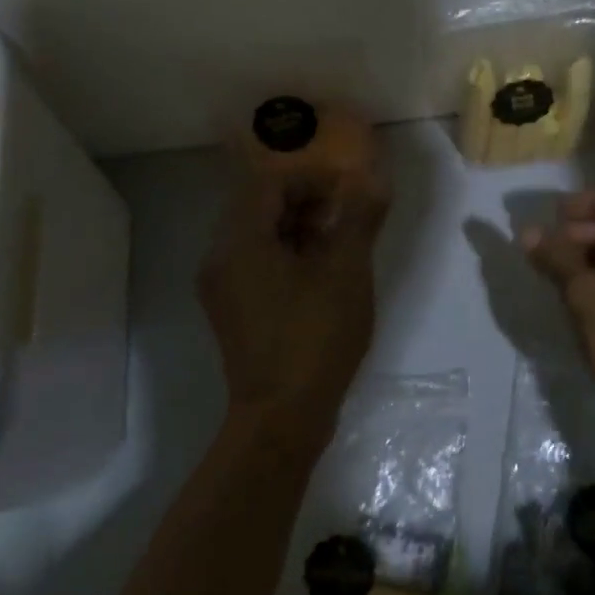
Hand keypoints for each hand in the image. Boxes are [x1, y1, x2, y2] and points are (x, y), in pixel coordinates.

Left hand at [198, 157, 389, 436]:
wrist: (282, 417)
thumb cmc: (314, 337)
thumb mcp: (346, 272)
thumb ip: (359, 218)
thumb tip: (374, 179)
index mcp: (239, 242)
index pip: (268, 182)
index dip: (309, 178)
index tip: (346, 189)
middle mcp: (219, 258)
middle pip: (258, 206)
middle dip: (304, 200)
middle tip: (345, 212)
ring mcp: (222, 287)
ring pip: (257, 235)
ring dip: (297, 226)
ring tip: (339, 241)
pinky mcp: (232, 310)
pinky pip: (255, 262)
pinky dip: (286, 253)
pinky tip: (320, 273)